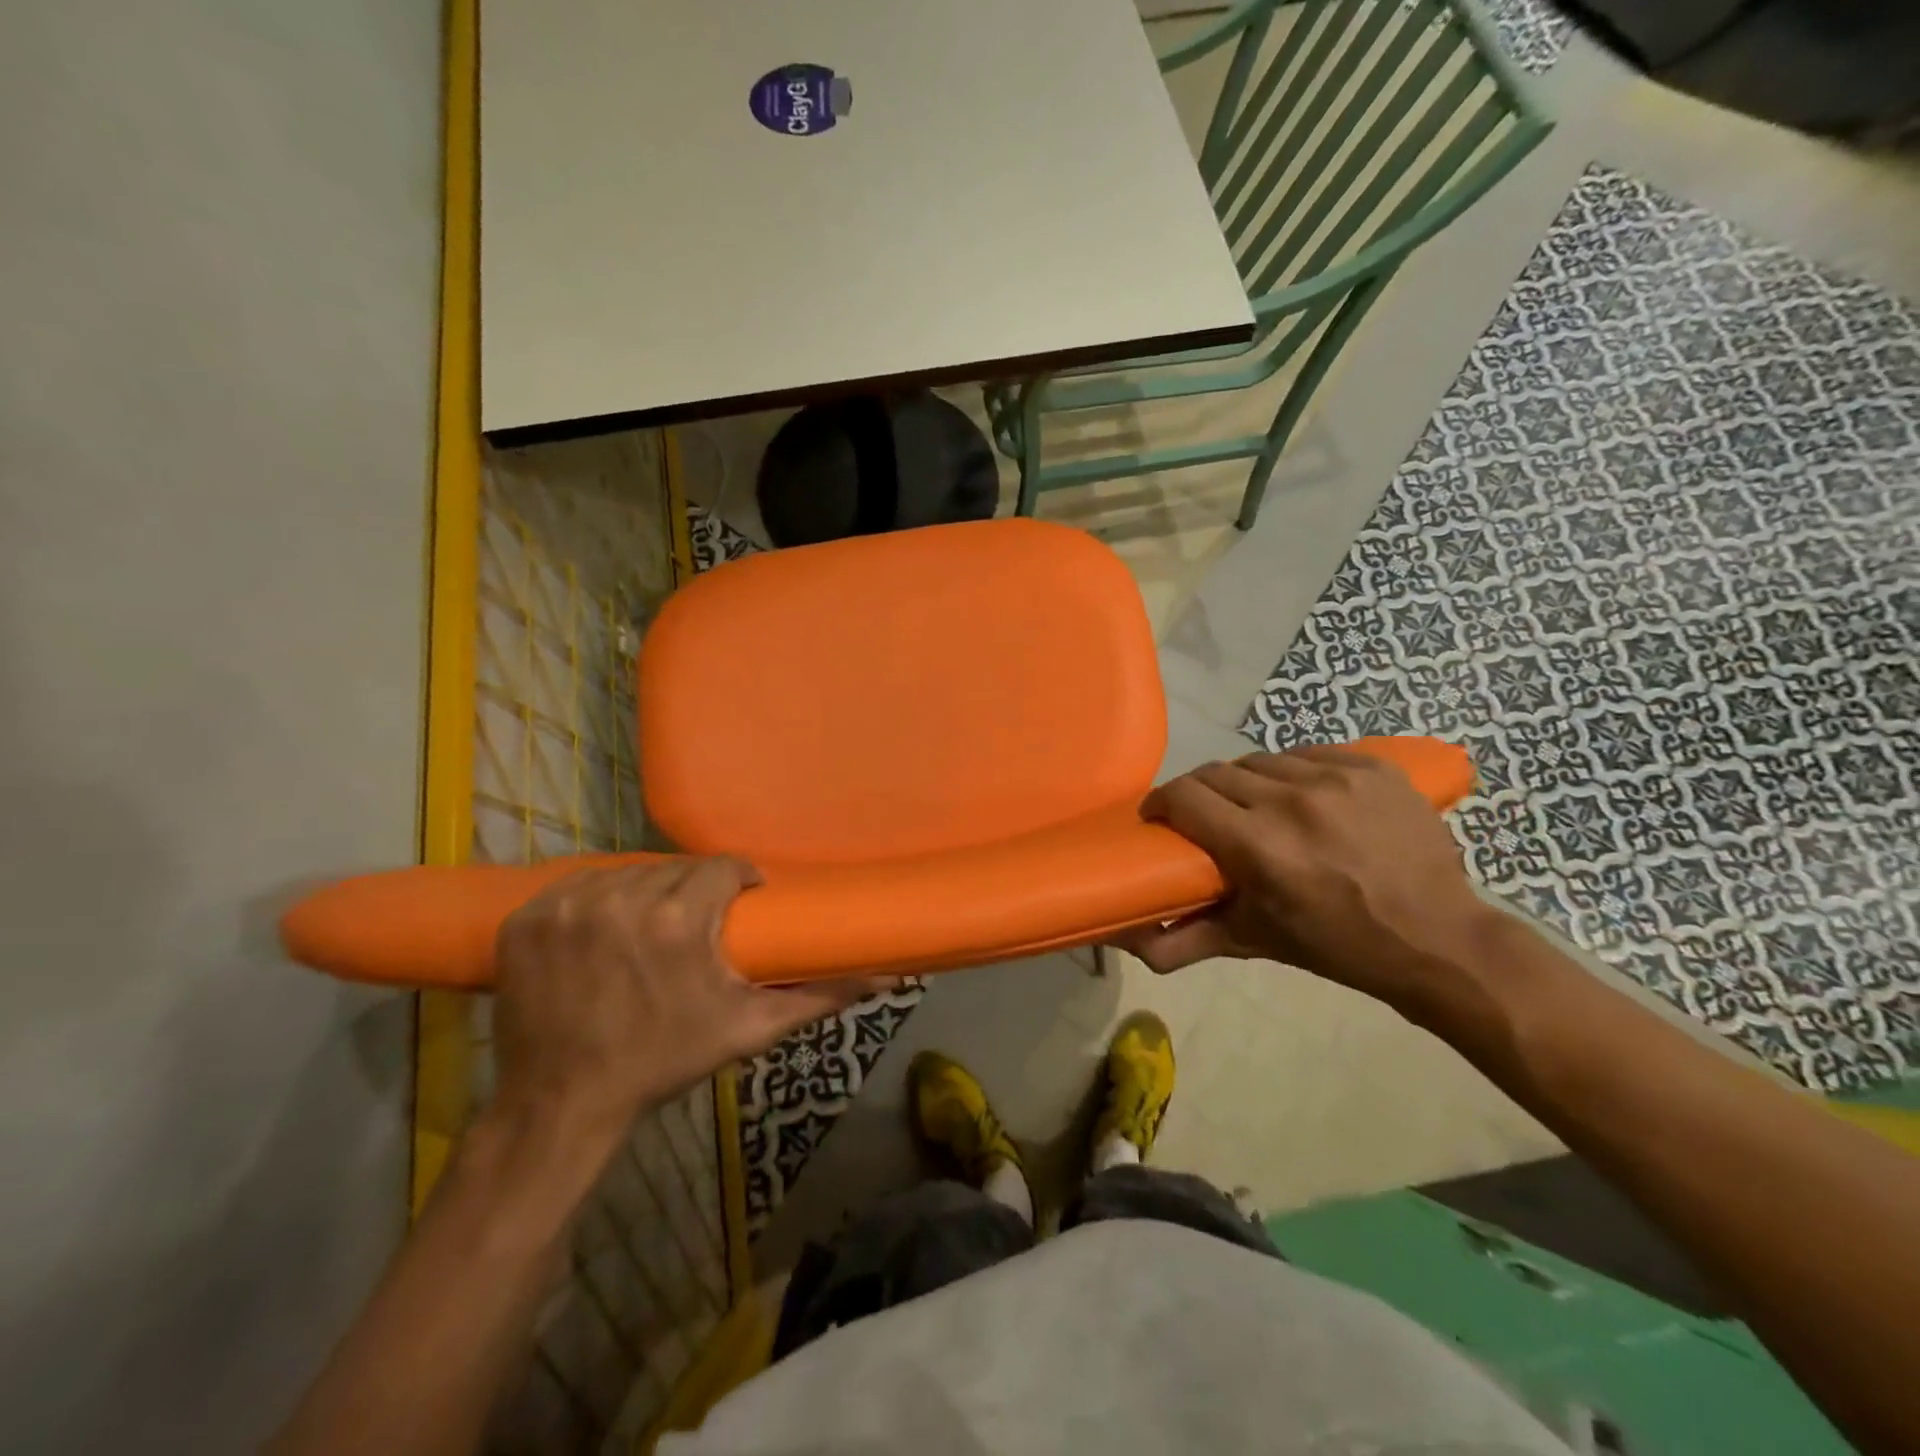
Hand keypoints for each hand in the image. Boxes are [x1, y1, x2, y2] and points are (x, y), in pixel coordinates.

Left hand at [491, 858, 884, 1144]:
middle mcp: (620, 900)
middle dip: (691, 891)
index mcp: (677, 921)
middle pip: (674, 870)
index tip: (739, 903)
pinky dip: (594, 901)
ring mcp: (566, 906)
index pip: (722, 867)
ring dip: (645, 894)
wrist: (564, 1103)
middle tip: (694, 926)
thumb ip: (818, 996)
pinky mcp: (527, 916)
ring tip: (649, 930)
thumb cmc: (665, 1060)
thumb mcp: (748, 1029)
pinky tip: (601, 933)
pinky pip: (577, 886)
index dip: (737, 881)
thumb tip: (885, 976)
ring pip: (627, 874)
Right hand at [1120, 746, 1493, 1016]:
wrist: (1439, 938)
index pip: (1184, 796)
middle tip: (1204, 816)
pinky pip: (1309, 754)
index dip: (1161, 802)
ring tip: (1255, 806)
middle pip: (1216, 772)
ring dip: (1246, 781)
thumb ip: (1185, 940)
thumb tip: (1130, 942)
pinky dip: (1294, 772)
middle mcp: (1292, 801)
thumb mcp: (1255, 942)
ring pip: (1261, 760)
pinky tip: (1303, 797)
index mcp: (1259, 846)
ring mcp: (1337, 778)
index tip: (1159, 817)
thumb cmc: (1337, 944)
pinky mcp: (1372, 766)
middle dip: (1199, 792)